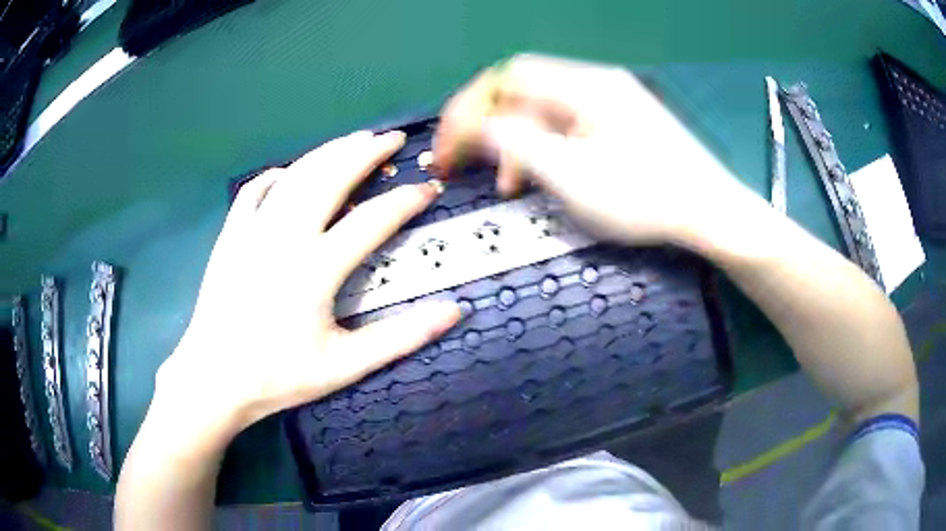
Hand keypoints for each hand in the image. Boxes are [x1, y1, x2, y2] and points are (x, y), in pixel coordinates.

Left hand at [156, 131, 460, 442]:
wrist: (215, 378)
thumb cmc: (279, 375)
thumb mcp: (345, 366)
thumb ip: (400, 337)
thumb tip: (454, 311)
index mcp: (315, 269)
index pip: (372, 220)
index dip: (405, 201)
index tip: (429, 188)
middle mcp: (284, 237)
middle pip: (331, 178)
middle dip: (367, 152)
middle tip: (393, 139)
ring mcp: (253, 231)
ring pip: (296, 175)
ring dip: (329, 152)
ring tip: (355, 139)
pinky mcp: (230, 235)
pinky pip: (254, 191)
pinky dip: (275, 175)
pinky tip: (287, 172)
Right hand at [434, 54, 758, 247]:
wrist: (709, 213)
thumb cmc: (646, 198)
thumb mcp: (572, 175)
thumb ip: (517, 144)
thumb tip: (478, 126)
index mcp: (584, 86)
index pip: (506, 77)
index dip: (468, 106)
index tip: (447, 143)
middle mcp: (595, 83)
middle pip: (522, 91)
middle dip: (488, 125)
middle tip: (464, 160)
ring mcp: (609, 102)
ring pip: (542, 111)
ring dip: (515, 142)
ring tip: (506, 184)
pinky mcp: (619, 122)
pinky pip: (566, 125)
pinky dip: (543, 147)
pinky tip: (541, 176)